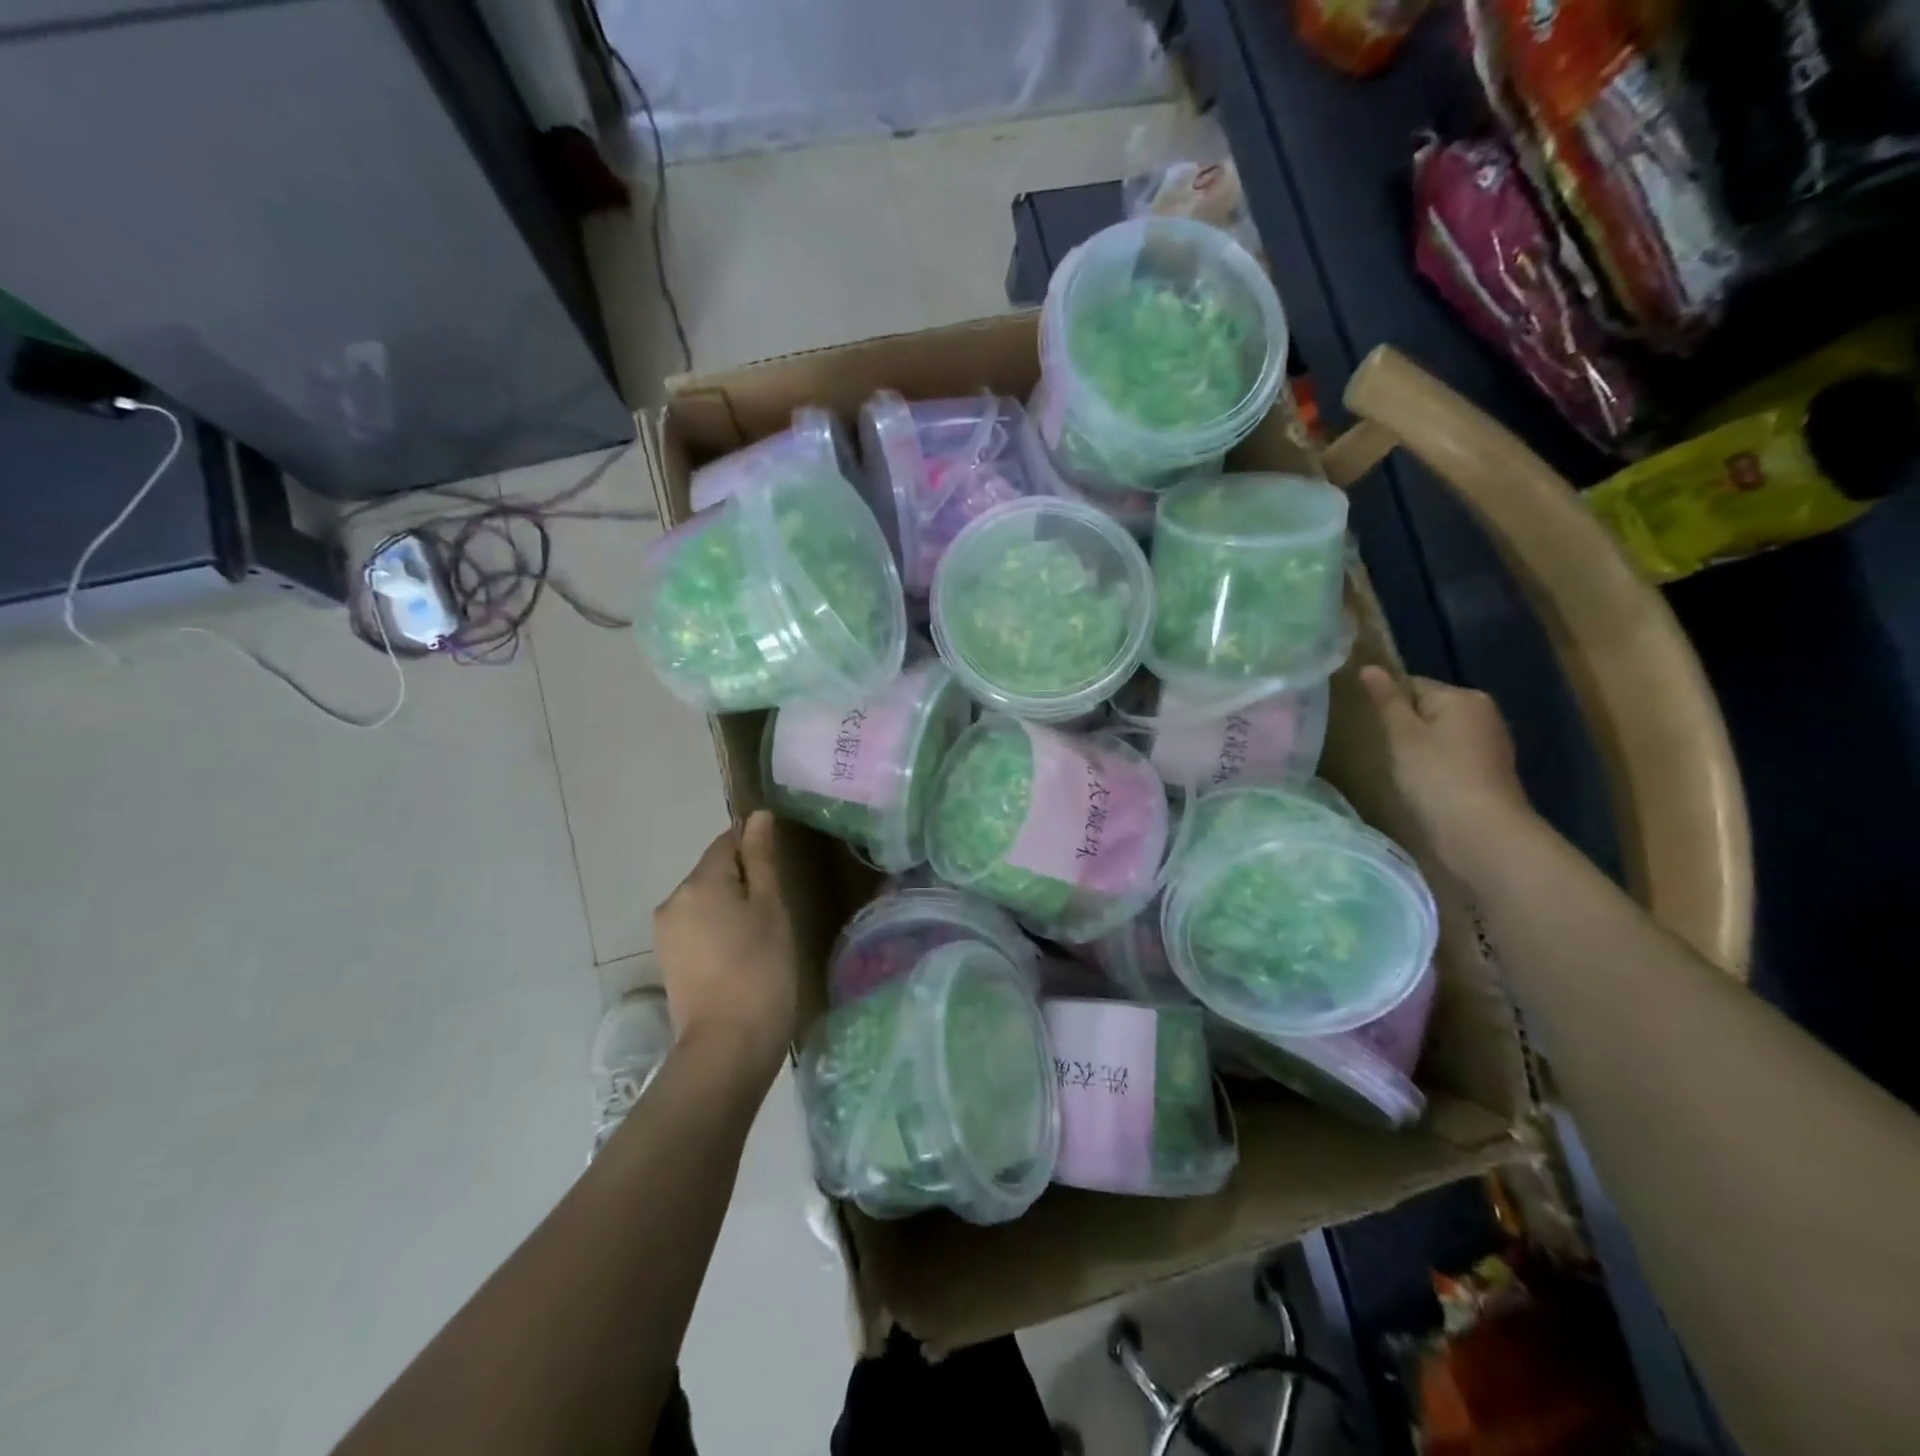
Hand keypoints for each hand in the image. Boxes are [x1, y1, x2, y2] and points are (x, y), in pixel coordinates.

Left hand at [652, 810, 798, 1081]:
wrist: (727, 1047)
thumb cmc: (761, 969)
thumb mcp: (770, 908)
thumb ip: (761, 859)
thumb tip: (757, 816)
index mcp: (699, 881)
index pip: (728, 842)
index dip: (756, 849)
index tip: (781, 873)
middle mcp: (674, 900)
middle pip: (714, 872)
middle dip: (744, 882)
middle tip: (778, 911)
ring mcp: (667, 934)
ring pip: (706, 902)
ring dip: (732, 908)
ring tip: (763, 938)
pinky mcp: (669, 962)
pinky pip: (698, 929)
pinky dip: (720, 932)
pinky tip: (743, 958)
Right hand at [1359, 665, 1533, 874]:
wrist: (1480, 832)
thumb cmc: (1437, 775)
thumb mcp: (1403, 735)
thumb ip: (1387, 701)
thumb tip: (1369, 667)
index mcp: (1463, 697)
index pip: (1414, 685)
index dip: (1389, 704)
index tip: (1371, 726)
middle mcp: (1483, 713)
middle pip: (1429, 709)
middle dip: (1405, 726)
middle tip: (1382, 749)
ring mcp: (1490, 744)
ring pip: (1439, 735)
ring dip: (1418, 748)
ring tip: (1398, 769)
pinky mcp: (1488, 772)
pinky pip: (1451, 757)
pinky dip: (1434, 766)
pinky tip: (1421, 784)